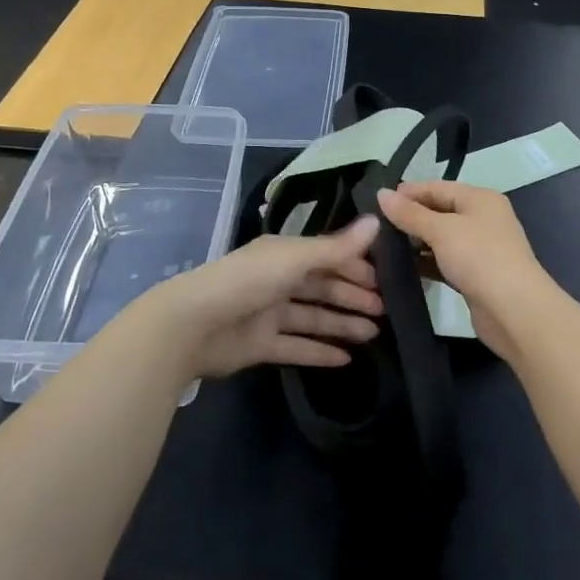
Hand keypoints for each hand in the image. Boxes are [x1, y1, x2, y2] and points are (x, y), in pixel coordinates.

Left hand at [138, 216, 383, 378]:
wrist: (193, 324)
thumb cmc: (247, 281)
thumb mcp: (295, 259)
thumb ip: (337, 247)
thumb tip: (377, 221)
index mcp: (284, 254)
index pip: (328, 256)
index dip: (356, 266)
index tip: (385, 280)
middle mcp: (278, 280)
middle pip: (322, 286)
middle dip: (353, 296)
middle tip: (385, 311)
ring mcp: (269, 313)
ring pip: (313, 317)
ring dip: (342, 324)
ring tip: (374, 335)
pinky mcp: (261, 344)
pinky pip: (297, 347)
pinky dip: (320, 351)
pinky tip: (346, 359)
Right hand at [376, 182, 562, 364]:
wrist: (515, 311)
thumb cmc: (480, 258)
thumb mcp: (441, 231)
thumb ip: (410, 214)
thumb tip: (381, 194)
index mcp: (480, 199)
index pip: (438, 187)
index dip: (409, 192)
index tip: (378, 200)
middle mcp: (483, 219)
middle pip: (440, 211)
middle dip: (411, 217)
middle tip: (377, 225)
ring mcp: (481, 248)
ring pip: (442, 238)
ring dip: (417, 242)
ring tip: (383, 246)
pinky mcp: (476, 275)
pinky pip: (445, 261)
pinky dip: (427, 262)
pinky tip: (404, 268)